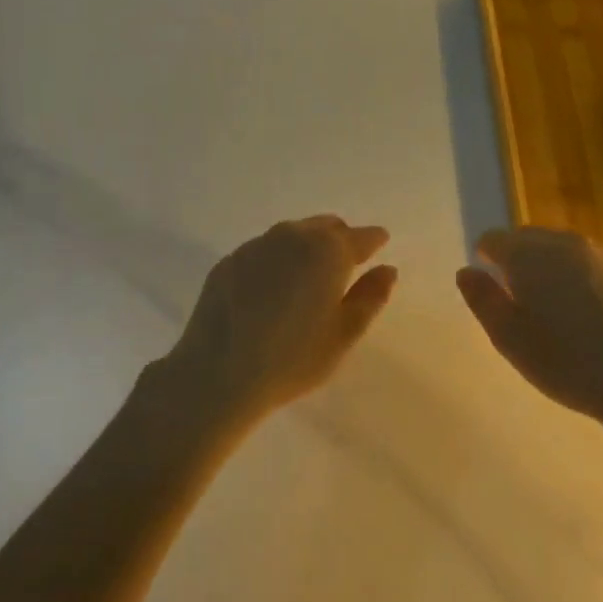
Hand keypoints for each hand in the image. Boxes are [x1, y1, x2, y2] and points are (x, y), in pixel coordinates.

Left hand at [145, 216, 396, 431]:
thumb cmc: (292, 359)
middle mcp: (293, 236)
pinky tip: (270, 291)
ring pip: (292, 235)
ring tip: (306, 279)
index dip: (373, 241)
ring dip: (306, 248)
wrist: (216, 374)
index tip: (379, 246)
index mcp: (328, 251)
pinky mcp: (229, 261)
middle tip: (343, 268)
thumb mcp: (344, 335)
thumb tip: (387, 269)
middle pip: (326, 227)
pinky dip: (276, 261)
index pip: (361, 237)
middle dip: (339, 240)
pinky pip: (263, 251)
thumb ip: (370, 297)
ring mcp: (256, 246)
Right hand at [457, 227, 602, 422]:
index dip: (486, 256)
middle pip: (530, 239)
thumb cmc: (567, 363)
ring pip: (564, 249)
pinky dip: (582, 277)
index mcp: (529, 256)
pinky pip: (593, 264)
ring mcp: (602, 254)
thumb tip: (467, 271)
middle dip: (519, 259)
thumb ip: (483, 300)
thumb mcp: (510, 339)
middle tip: (519, 298)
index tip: (489, 281)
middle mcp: (564, 243)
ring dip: (552, 267)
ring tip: (556, 307)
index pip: (495, 239)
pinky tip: (591, 313)